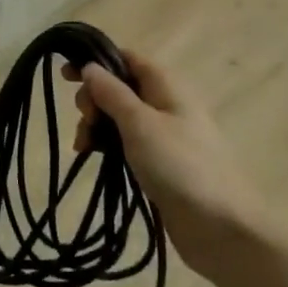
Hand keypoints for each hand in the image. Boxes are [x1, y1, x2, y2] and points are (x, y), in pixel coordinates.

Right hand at [66, 50, 260, 278]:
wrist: (221, 228)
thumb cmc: (179, 166)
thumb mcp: (140, 123)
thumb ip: (112, 93)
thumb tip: (91, 66)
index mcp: (166, 85)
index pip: (127, 58)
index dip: (96, 61)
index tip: (65, 76)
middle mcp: (166, 104)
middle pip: (120, 87)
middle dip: (94, 98)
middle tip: (84, 119)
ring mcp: (164, 135)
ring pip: (120, 117)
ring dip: (97, 125)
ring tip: (83, 146)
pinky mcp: (160, 163)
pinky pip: (127, 142)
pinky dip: (107, 145)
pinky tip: (92, 157)